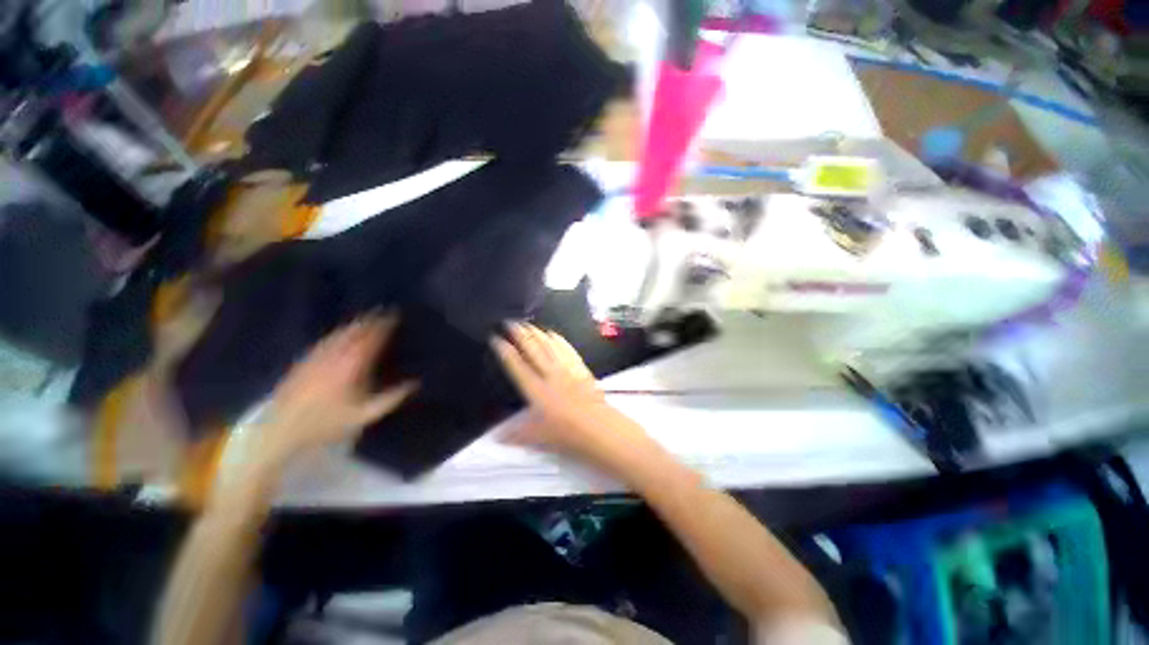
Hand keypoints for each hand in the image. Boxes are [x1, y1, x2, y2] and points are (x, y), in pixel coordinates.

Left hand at [252, 314, 416, 470]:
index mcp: (351, 366)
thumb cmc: (326, 423)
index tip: (394, 317)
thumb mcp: (364, 415)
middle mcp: (334, 356)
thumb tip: (415, 383)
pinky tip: (340, 334)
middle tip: (383, 313)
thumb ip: (391, 398)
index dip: (383, 326)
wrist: (281, 429)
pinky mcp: (303, 361)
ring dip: (354, 325)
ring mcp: (316, 357)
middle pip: (354, 332)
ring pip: (338, 334)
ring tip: (366, 319)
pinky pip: (325, 341)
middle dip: (369, 321)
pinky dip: (337, 334)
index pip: (370, 339)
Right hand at [491, 323, 652, 473]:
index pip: (517, 366)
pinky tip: (553, 333)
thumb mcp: (537, 437)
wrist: (597, 427)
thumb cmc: (565, 433)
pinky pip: (567, 349)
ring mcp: (566, 369)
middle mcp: (550, 375)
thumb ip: (515, 434)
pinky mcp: (580, 368)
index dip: (505, 351)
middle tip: (511, 322)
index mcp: (536, 390)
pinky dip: (558, 339)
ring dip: (538, 333)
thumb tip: (496, 438)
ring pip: (550, 346)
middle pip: (533, 350)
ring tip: (529, 324)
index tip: (497, 338)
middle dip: (520, 334)